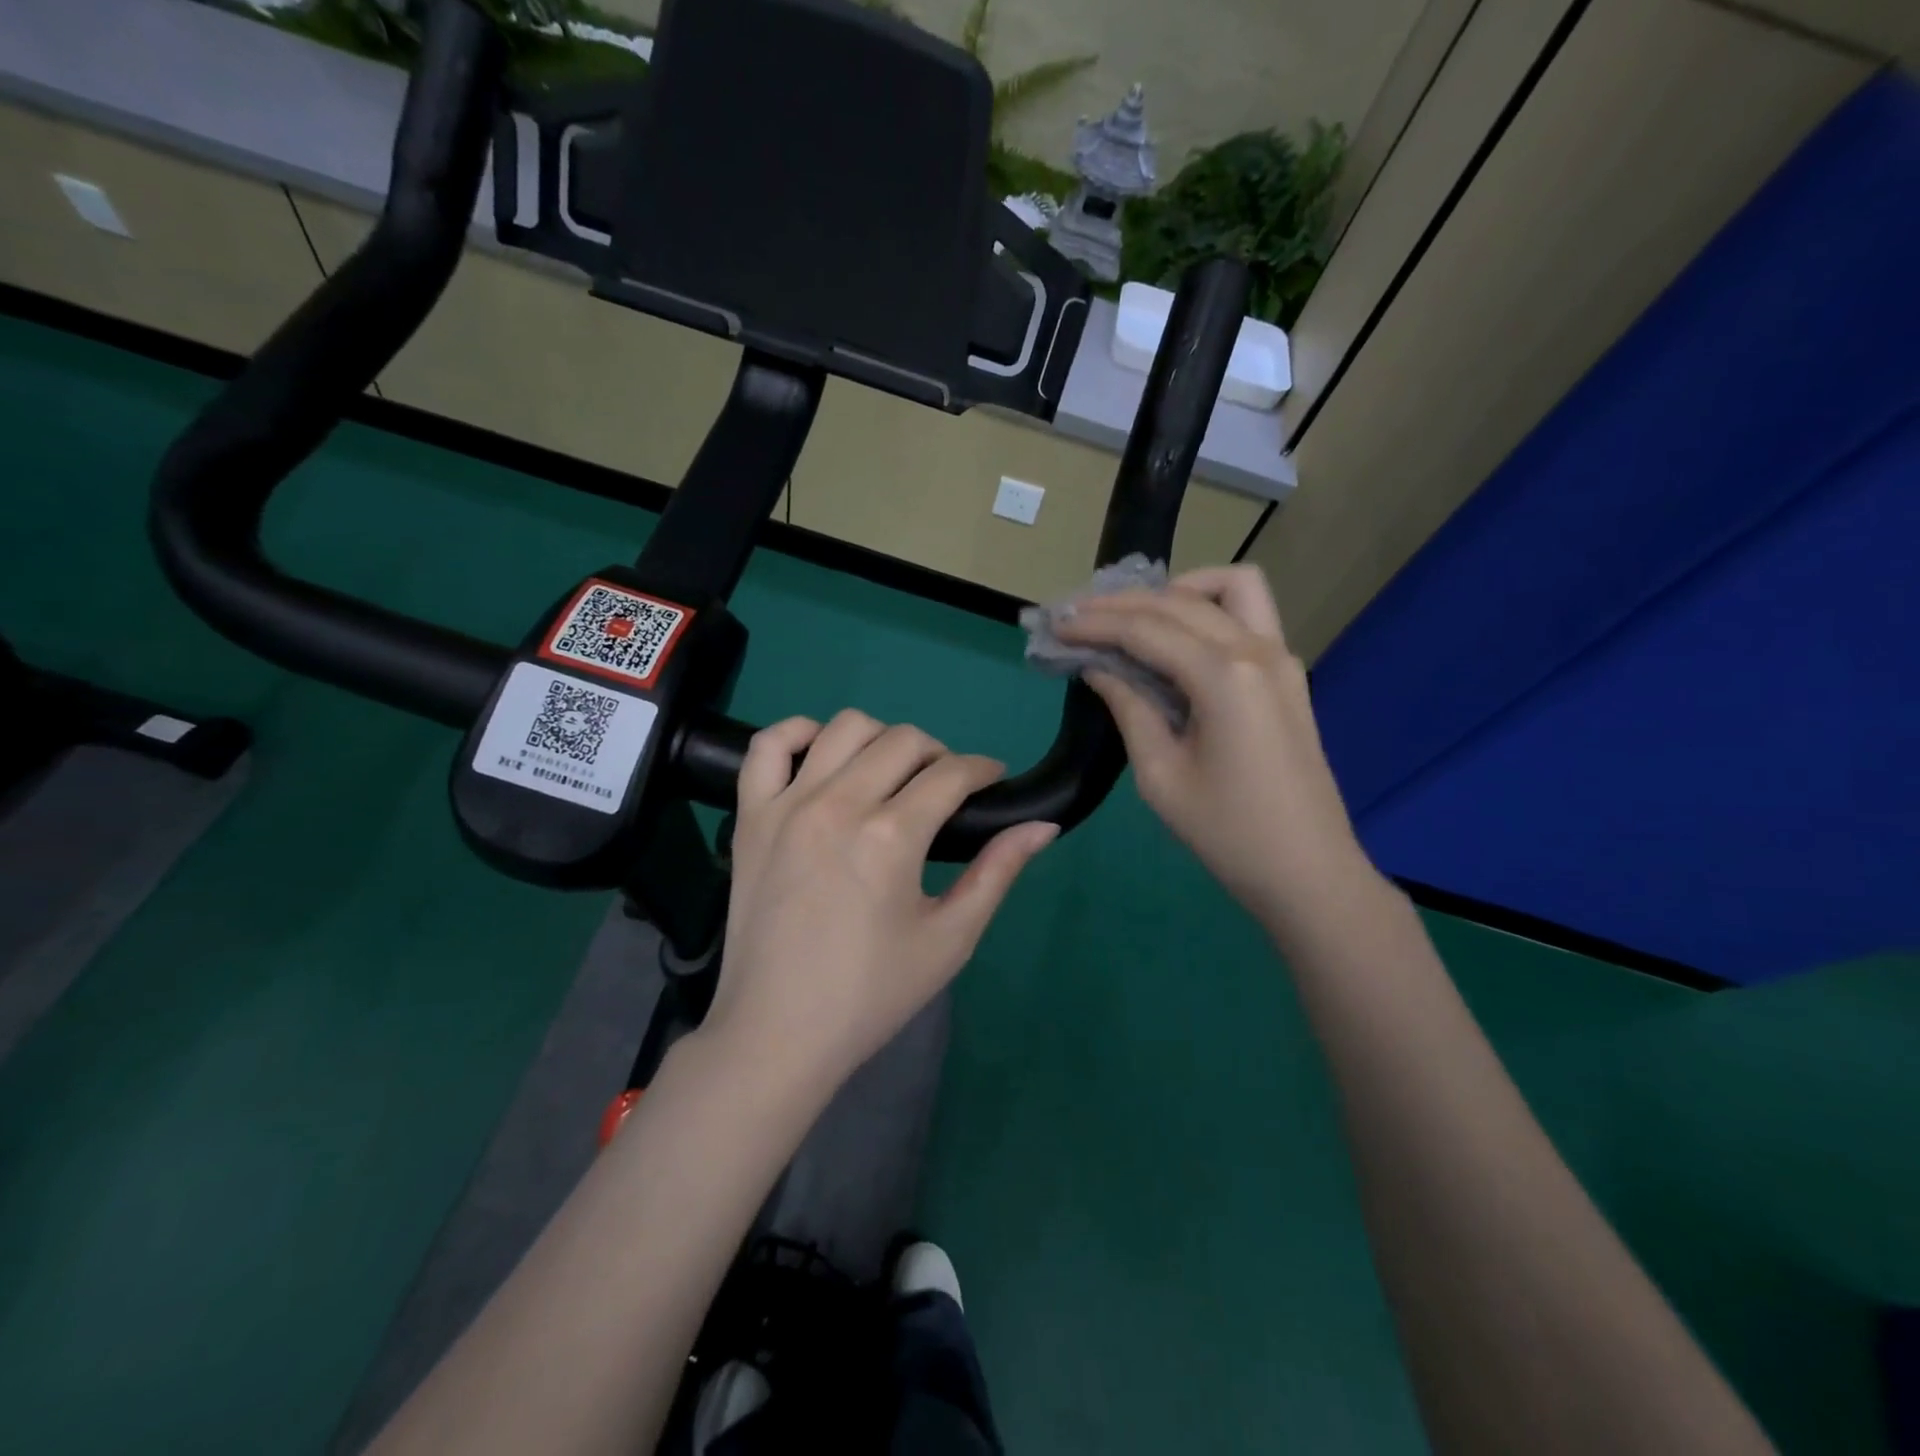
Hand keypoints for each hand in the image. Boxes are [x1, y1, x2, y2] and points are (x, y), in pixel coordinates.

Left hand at [704, 710, 1058, 1097]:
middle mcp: (838, 804)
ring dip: (881, 739)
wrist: (779, 1032)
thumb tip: (1044, 825)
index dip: (983, 769)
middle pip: (903, 739)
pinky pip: (767, 745)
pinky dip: (798, 733)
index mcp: (891, 836)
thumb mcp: (950, 939)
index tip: (993, 780)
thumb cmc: (872, 993)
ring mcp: (787, 805)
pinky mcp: (751, 816)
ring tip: (890, 775)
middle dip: (940, 754)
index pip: (952, 773)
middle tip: (946, 790)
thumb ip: (998, 873)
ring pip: (844, 727)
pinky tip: (823, 756)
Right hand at [1059, 565, 1376, 927]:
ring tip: (1134, 615)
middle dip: (1121, 602)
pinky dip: (1207, 609)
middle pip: (1180, 600)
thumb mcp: (1160, 775)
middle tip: (1076, 615)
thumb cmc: (1227, 833)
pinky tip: (1175, 637)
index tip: (1055, 625)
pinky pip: (1248, 614)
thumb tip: (1098, 668)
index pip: (1146, 629)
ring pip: (1230, 587)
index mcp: (1224, 677)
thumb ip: (1129, 709)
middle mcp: (1257, 650)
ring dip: (1177, 590)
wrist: (1307, 871)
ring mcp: (1281, 657)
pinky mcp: (1288, 674)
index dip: (1094, 623)